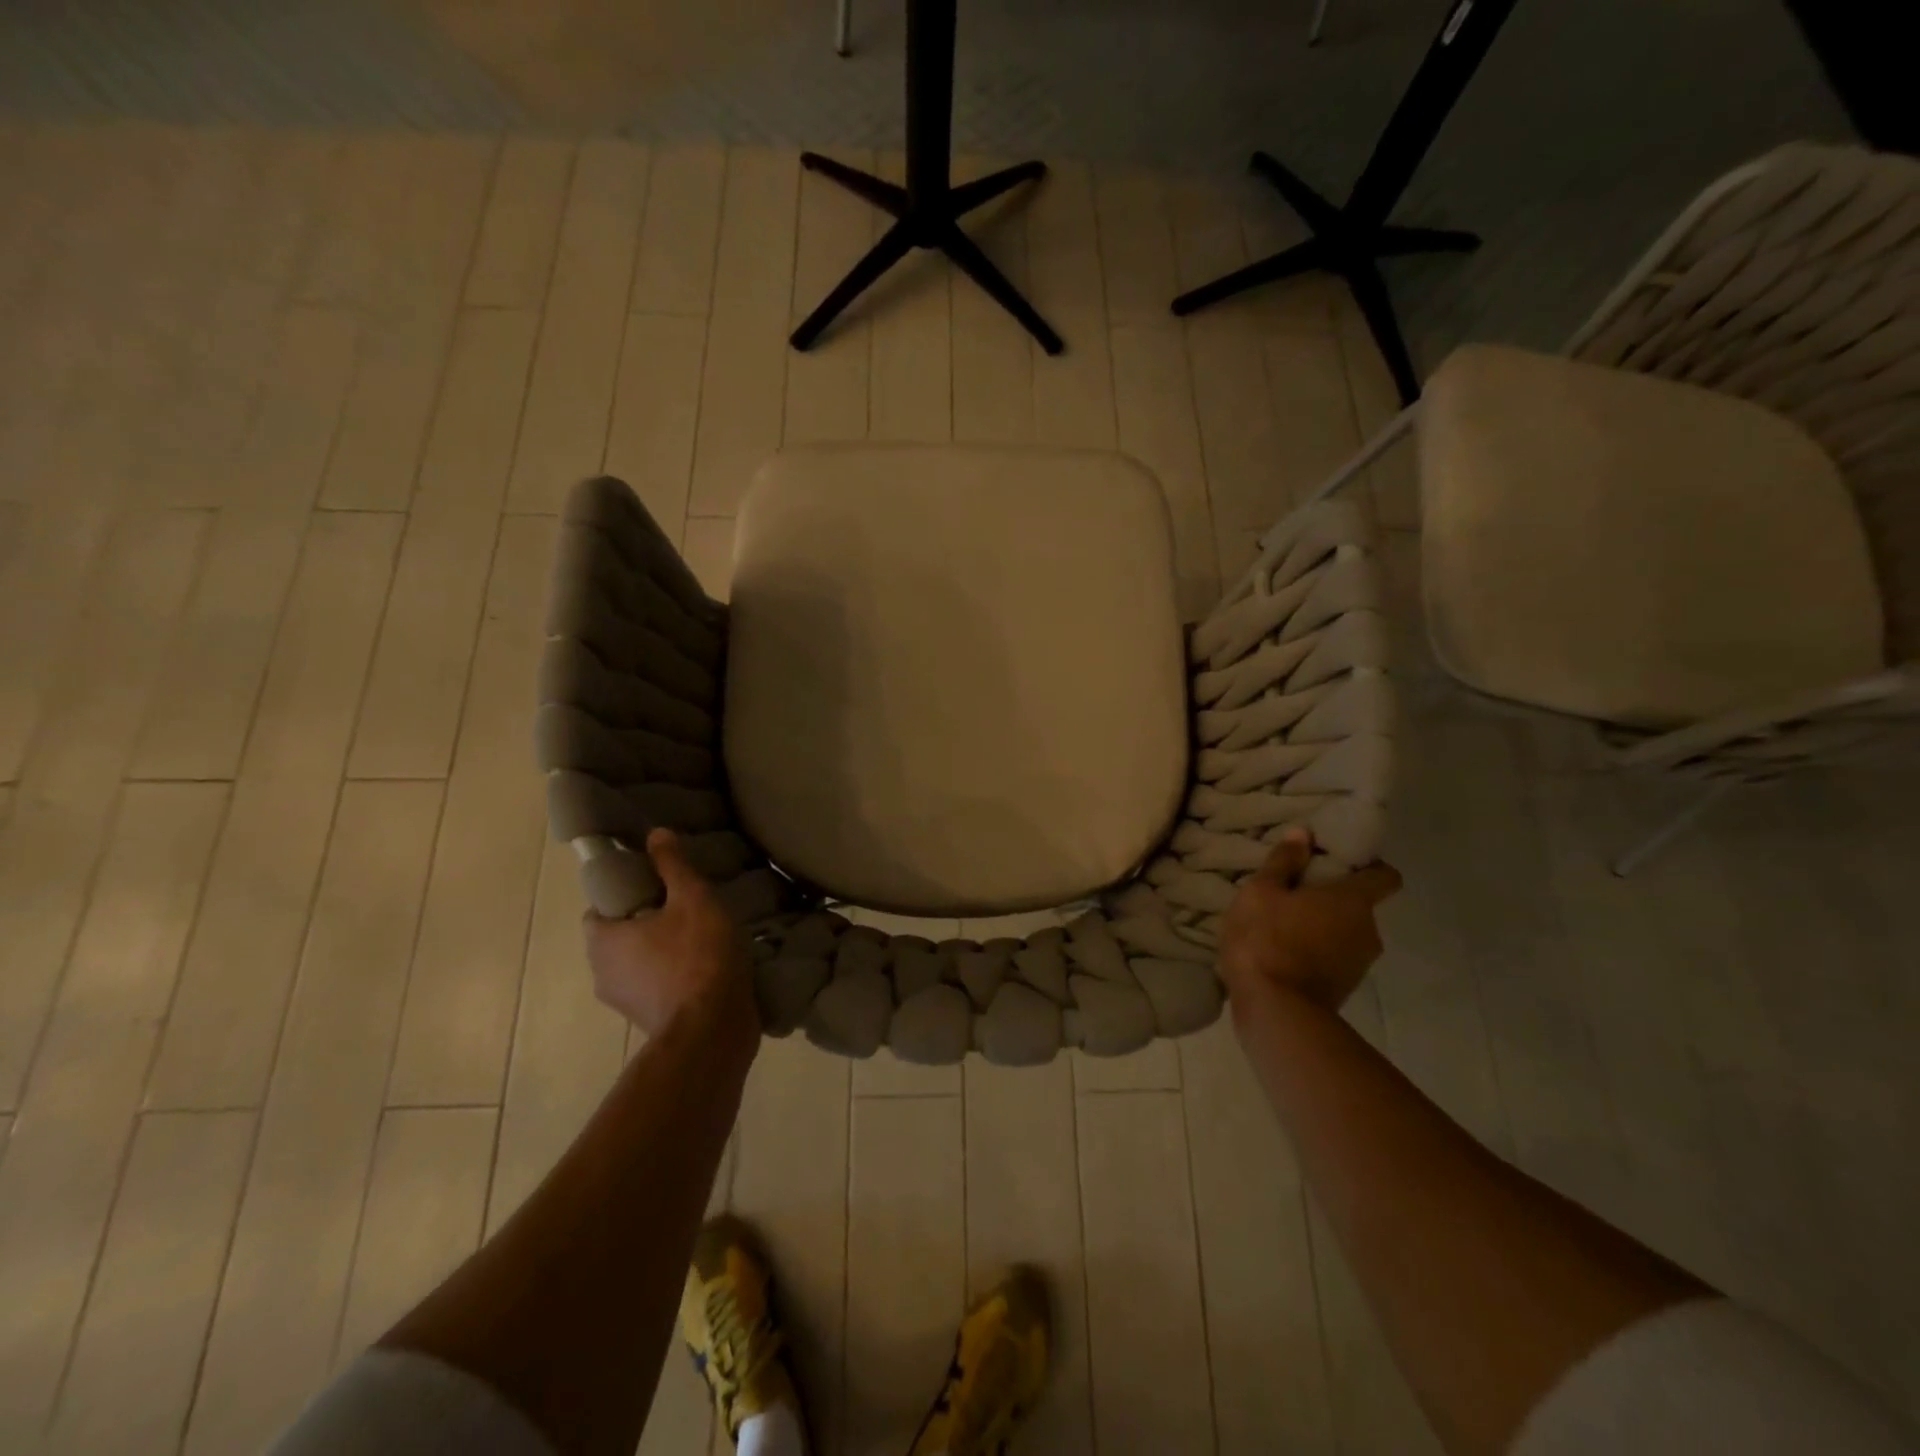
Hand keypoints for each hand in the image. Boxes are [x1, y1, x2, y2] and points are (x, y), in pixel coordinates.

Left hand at [582, 829, 758, 1049]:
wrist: (714, 1029)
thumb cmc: (697, 956)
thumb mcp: (692, 899)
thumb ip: (672, 866)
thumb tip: (655, 833)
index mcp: (603, 940)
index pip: (599, 908)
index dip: (624, 893)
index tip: (656, 886)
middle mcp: (602, 973)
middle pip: (619, 936)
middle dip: (647, 920)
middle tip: (684, 905)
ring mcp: (624, 1002)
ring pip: (638, 963)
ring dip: (661, 949)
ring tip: (701, 934)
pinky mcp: (649, 1020)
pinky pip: (655, 985)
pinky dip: (673, 974)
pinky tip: (706, 963)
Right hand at [1218, 828, 1401, 1013]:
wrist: (1274, 1012)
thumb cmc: (1267, 939)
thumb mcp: (1261, 892)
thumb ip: (1284, 863)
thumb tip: (1304, 834)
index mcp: (1354, 901)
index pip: (1385, 876)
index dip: (1367, 865)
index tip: (1338, 861)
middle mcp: (1368, 932)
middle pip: (1359, 906)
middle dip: (1332, 898)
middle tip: (1295, 892)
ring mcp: (1358, 965)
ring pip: (1345, 934)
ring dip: (1321, 927)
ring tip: (1282, 924)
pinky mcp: (1342, 990)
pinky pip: (1332, 959)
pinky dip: (1314, 953)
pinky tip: (1280, 952)